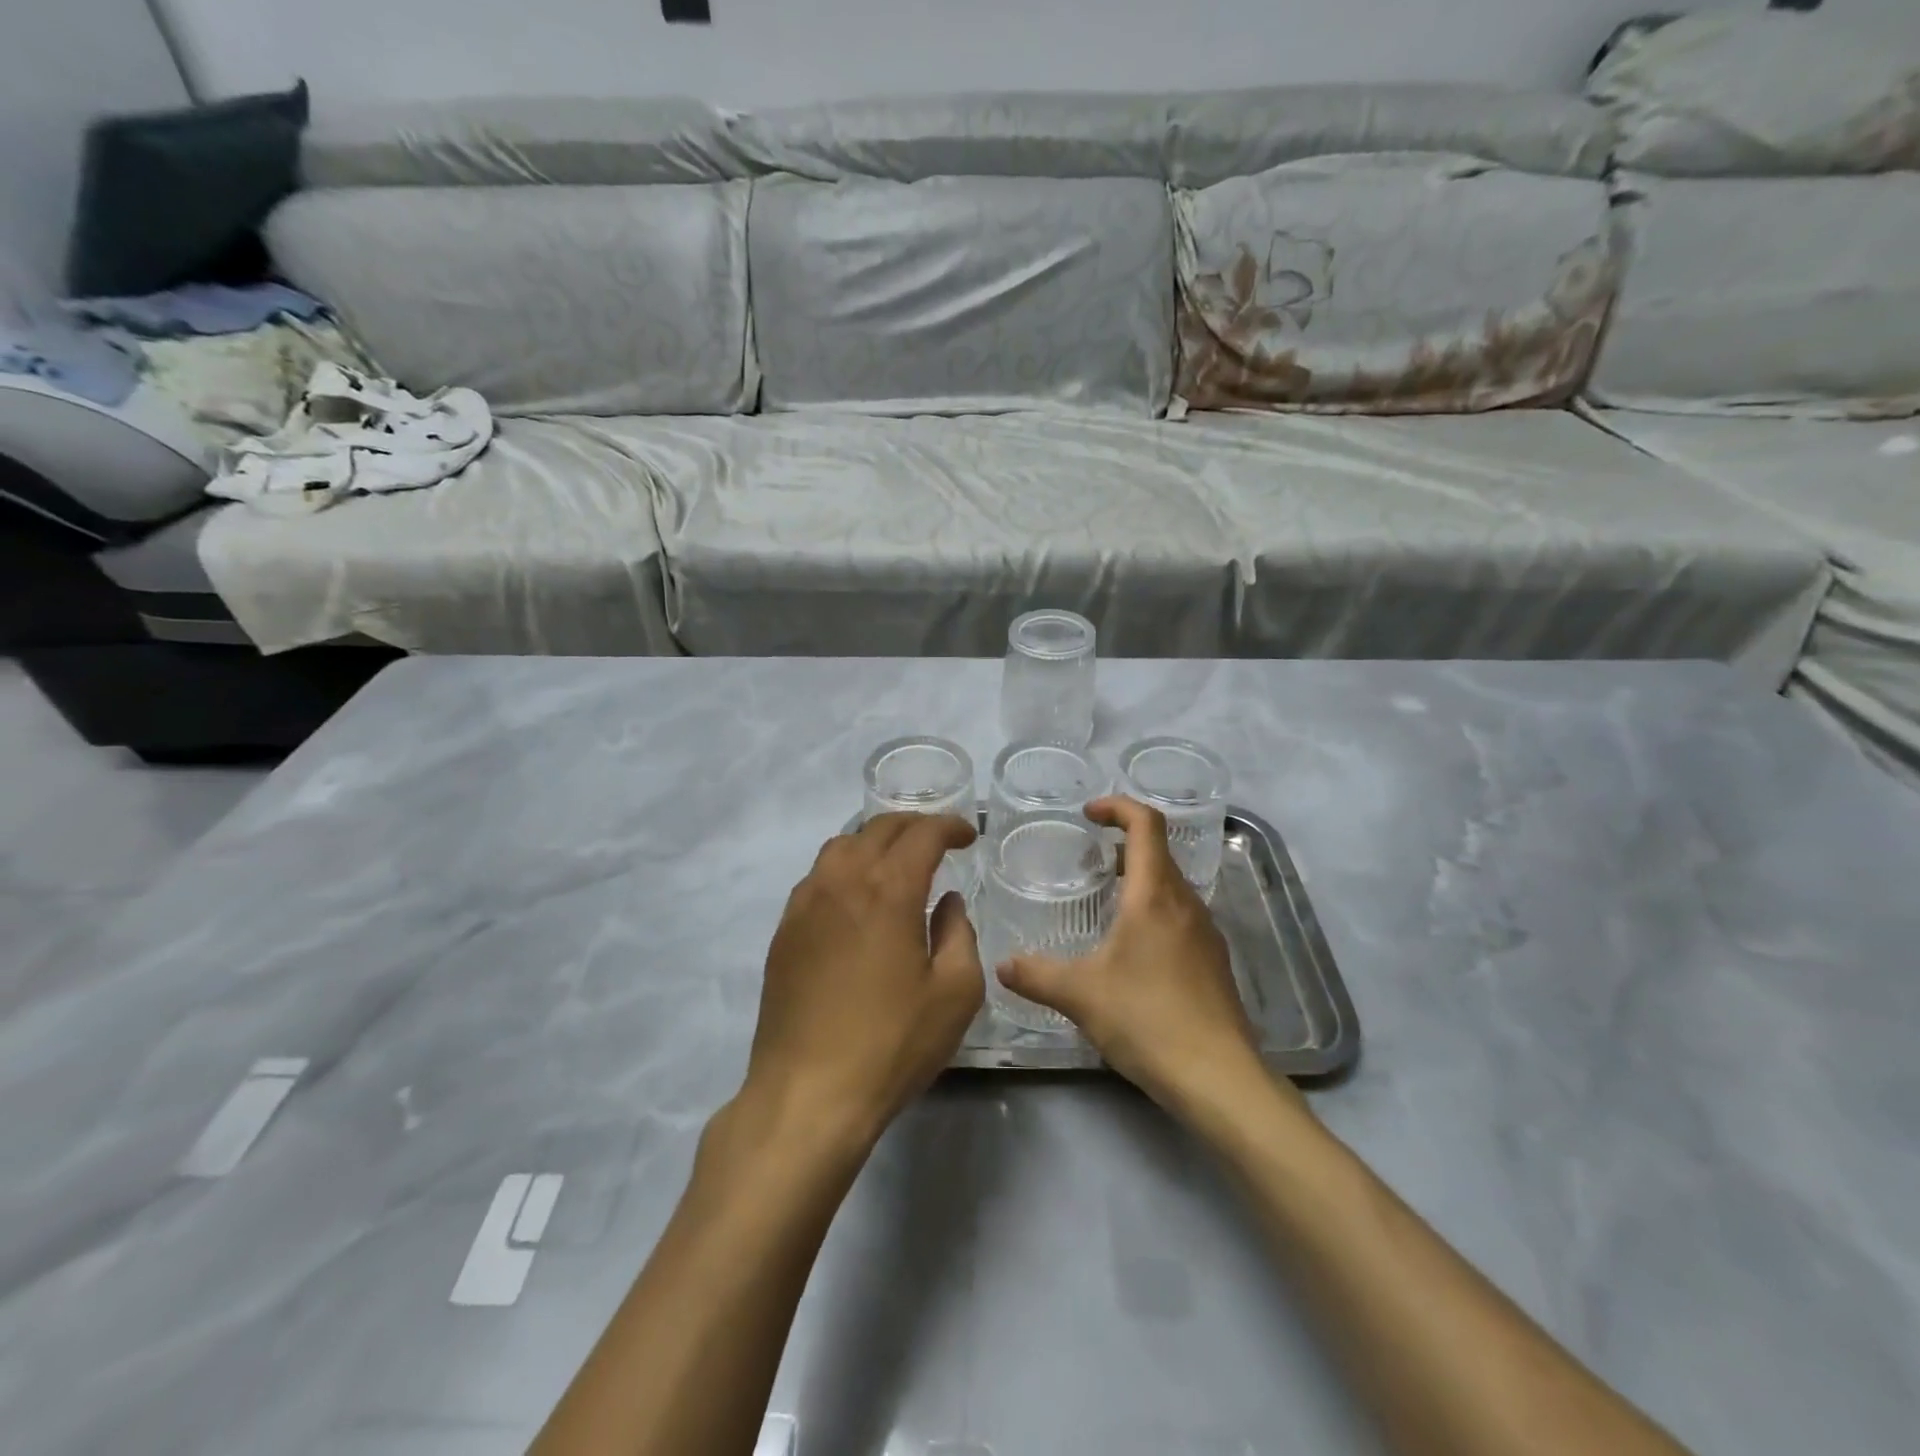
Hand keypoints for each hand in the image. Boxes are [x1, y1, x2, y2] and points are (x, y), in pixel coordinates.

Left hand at [740, 813, 983, 1152]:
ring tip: (896, 862)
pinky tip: (857, 898)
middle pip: (878, 829)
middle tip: (938, 841)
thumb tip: (947, 902)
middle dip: (914, 826)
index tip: (968, 837)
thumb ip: (959, 934)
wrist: (807, 1094)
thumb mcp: (955, 993)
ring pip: (841, 846)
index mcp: (887, 890)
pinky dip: (844, 868)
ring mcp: (805, 903)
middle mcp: (842, 881)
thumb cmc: (891, 1044)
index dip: (950, 826)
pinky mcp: (784, 930)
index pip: (922, 834)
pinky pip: (817, 876)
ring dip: (875, 842)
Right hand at [997, 796, 1283, 1112]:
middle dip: (1123, 845)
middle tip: (1089, 859)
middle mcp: (1186, 904)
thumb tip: (1001, 965)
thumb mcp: (1080, 995)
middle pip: (1159, 853)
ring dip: (1140, 880)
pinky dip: (1154, 912)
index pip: (1146, 824)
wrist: (1219, 1079)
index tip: (1089, 813)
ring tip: (1105, 902)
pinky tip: (1132, 950)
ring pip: (1171, 887)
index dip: (1118, 807)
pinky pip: (1180, 917)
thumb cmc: (1148, 1020)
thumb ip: (1036, 975)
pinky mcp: (1214, 963)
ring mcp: (1206, 934)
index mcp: (1155, 896)